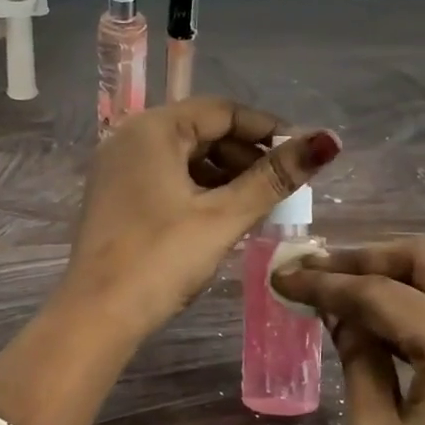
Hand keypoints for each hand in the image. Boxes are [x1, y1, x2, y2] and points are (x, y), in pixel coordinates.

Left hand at [59, 98, 340, 342]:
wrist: (97, 314)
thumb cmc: (161, 258)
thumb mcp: (224, 216)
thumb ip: (274, 177)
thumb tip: (327, 140)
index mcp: (153, 129)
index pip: (222, 110)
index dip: (266, 129)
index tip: (301, 154)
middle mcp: (129, 138)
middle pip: (202, 131)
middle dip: (246, 155)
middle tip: (282, 187)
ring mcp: (117, 168)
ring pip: (184, 157)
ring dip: (225, 176)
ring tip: (259, 205)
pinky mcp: (115, 196)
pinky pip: (166, 178)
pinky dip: (198, 190)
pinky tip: (223, 216)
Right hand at [273, 238, 424, 424]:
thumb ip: (357, 360)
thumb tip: (341, 317)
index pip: (380, 292)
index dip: (326, 282)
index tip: (283, 277)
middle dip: (367, 257)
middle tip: (320, 272)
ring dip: (397, 274)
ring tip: (345, 291)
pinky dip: (424, 299)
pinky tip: (387, 321)